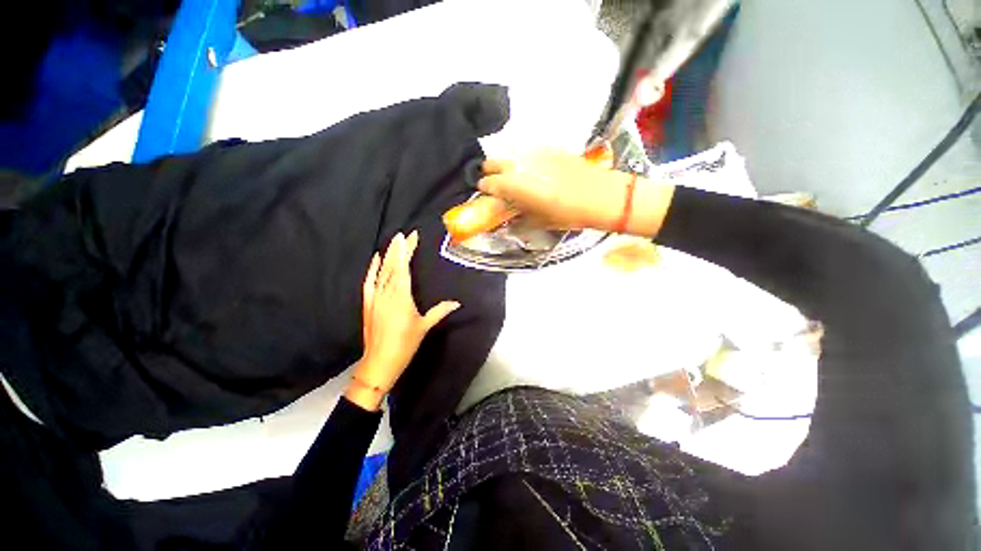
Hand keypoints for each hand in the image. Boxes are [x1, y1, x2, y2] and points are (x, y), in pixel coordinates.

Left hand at [346, 231, 460, 410]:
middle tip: (404, 234)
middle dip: (398, 248)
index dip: (407, 250)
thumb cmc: (405, 344)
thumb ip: (440, 311)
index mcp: (402, 296)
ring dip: (388, 255)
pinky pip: (369, 281)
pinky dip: (372, 269)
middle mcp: (387, 292)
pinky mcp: (367, 303)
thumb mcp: (424, 326)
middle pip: (393, 265)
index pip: (404, 267)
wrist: (379, 362)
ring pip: (382, 271)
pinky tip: (376, 258)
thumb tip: (457, 303)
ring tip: (394, 241)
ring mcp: (375, 297)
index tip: (411, 237)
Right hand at [477, 150, 636, 230]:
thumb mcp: (538, 222)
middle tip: (497, 184)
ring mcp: (533, 152)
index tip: (487, 194)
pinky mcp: (548, 147)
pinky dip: (523, 160)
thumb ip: (518, 219)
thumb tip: (508, 221)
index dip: (484, 189)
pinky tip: (532, 169)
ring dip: (505, 164)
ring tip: (513, 176)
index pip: (488, 183)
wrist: (599, 195)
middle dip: (490, 172)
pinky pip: (527, 151)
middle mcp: (518, 164)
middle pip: (492, 162)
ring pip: (509, 154)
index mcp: (513, 184)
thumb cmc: (566, 213)